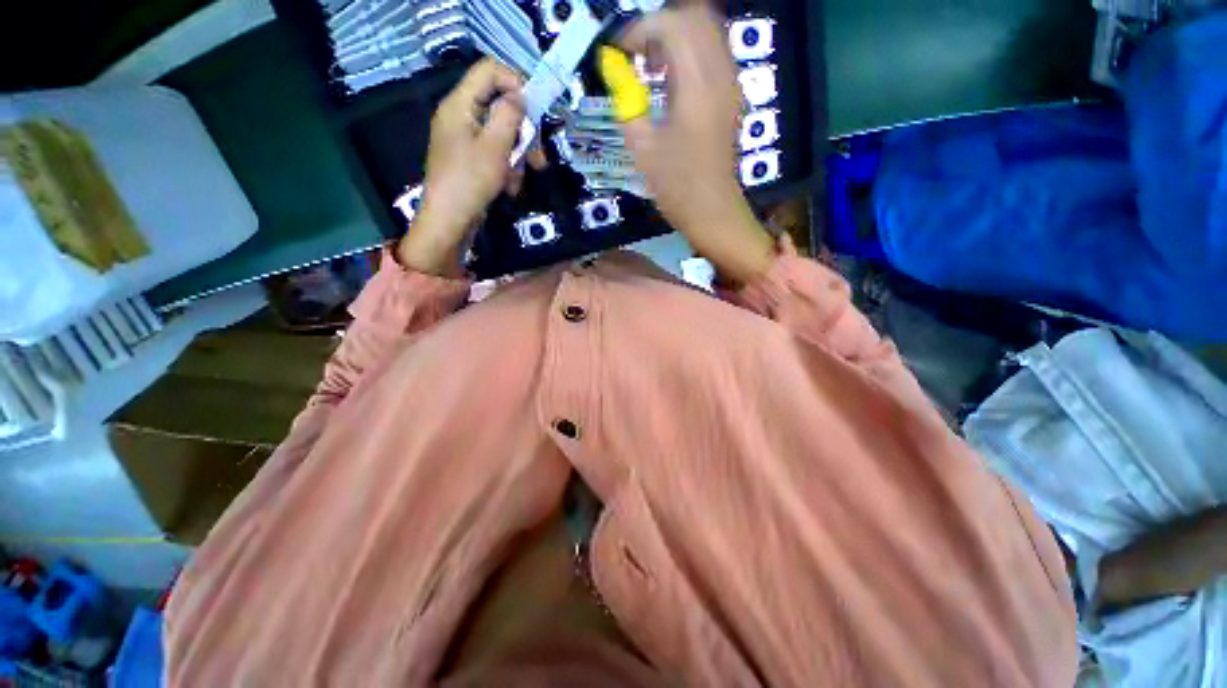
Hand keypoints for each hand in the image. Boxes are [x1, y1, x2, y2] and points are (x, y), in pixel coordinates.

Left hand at [397, 59, 545, 275]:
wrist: (450, 221)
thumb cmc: (470, 181)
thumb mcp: (495, 147)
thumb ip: (509, 115)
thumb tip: (520, 97)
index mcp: (460, 104)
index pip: (489, 71)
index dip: (515, 82)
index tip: (535, 110)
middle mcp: (461, 116)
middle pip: (499, 106)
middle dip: (523, 133)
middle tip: (538, 158)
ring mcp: (465, 139)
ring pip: (502, 135)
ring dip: (517, 157)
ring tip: (518, 180)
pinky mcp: (471, 160)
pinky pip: (495, 154)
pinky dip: (507, 169)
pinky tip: (509, 188)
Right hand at [611, 7, 774, 283]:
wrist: (711, 210)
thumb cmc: (676, 186)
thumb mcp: (642, 148)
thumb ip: (628, 102)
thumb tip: (617, 72)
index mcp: (696, 86)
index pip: (671, 25)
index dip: (639, 30)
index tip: (620, 53)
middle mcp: (720, 74)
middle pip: (694, 16)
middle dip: (660, 26)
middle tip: (638, 55)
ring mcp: (731, 83)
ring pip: (707, 31)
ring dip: (677, 37)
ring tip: (654, 67)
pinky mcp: (732, 95)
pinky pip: (714, 53)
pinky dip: (691, 53)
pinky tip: (673, 82)